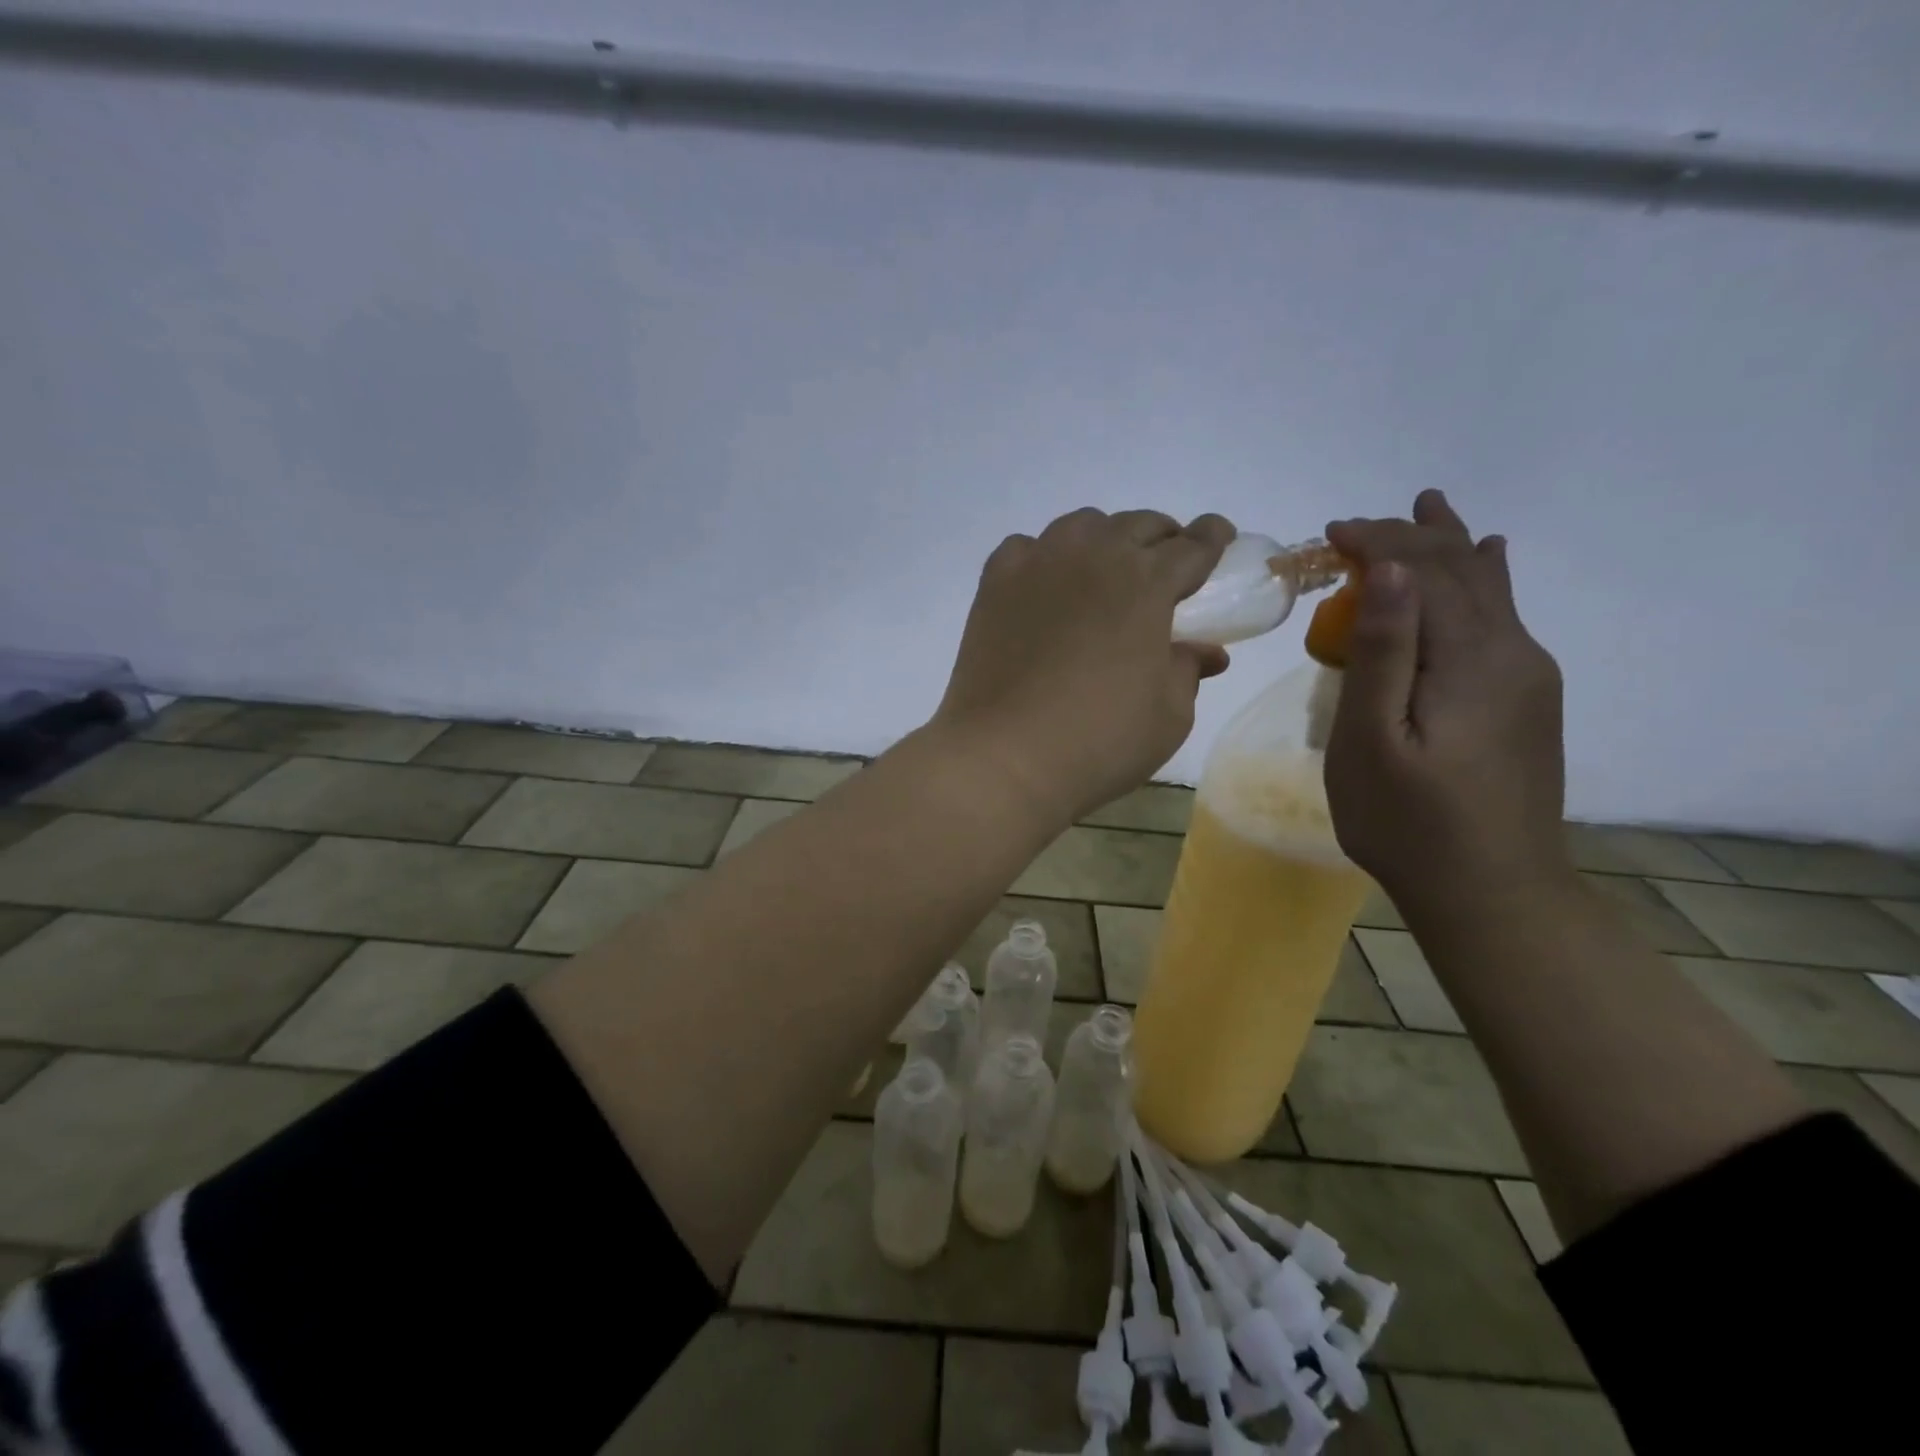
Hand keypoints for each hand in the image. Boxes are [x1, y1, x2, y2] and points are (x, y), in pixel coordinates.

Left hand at [932, 508, 1234, 826]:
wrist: (1004, 756)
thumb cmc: (1099, 740)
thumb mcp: (1169, 715)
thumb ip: (1188, 670)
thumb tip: (1206, 651)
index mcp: (1146, 583)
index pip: (1192, 546)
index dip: (1212, 539)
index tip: (1220, 537)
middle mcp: (1093, 556)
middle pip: (1138, 526)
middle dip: (1162, 538)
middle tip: (1167, 564)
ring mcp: (1038, 564)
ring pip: (1081, 527)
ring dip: (1105, 539)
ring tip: (1107, 570)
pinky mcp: (995, 584)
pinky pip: (1027, 548)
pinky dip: (1045, 557)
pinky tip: (1047, 584)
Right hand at [1323, 491, 1570, 917]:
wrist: (1492, 891)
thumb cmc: (1408, 822)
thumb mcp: (1372, 741)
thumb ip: (1384, 652)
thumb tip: (1391, 571)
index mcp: (1472, 659)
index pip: (1426, 572)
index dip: (1378, 543)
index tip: (1329, 533)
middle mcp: (1514, 652)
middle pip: (1462, 570)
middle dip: (1408, 537)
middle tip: (1355, 527)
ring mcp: (1528, 675)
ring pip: (1488, 588)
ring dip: (1450, 545)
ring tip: (1430, 504)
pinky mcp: (1527, 698)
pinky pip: (1501, 618)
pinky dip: (1482, 579)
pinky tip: (1489, 560)